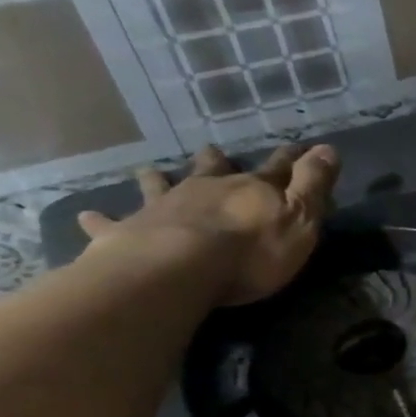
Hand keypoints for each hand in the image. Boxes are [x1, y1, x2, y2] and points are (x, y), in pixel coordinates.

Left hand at [77, 143, 338, 304]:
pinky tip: (86, 216)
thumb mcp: (300, 218)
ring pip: (161, 186)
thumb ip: (314, 185)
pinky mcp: (127, 232)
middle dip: (216, 161)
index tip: (300, 147)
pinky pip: (110, 224)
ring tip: (150, 171)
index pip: (278, 168)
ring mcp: (163, 207)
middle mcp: (206, 189)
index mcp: (250, 189)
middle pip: (212, 169)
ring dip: (158, 179)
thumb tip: (329, 147)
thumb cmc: (251, 251)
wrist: (178, 269)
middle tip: (212, 151)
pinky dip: (100, 220)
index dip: (291, 158)